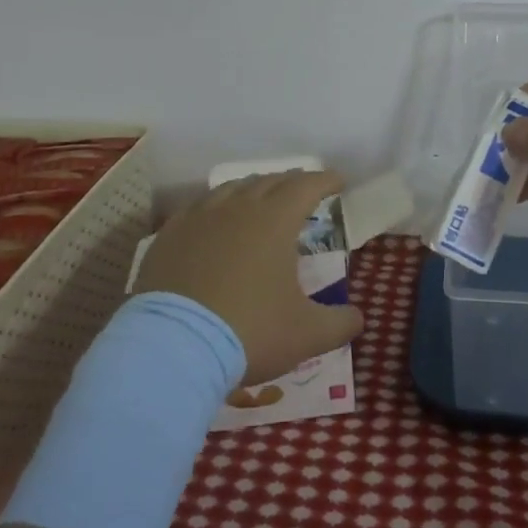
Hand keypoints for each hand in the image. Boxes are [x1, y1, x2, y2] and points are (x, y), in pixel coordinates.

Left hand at [135, 171, 364, 386]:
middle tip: (304, 190)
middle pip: (270, 181)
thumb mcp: (305, 334)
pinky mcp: (169, 235)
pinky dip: (216, 208)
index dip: (326, 180)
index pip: (306, 186)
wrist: (173, 347)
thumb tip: (358, 318)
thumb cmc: (249, 332)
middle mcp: (237, 207)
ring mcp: (199, 218)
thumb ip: (339, 323)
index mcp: (275, 220)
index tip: (339, 181)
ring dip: (254, 189)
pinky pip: (198, 208)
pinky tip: (214, 222)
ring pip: (232, 189)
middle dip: (292, 182)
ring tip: (261, 199)